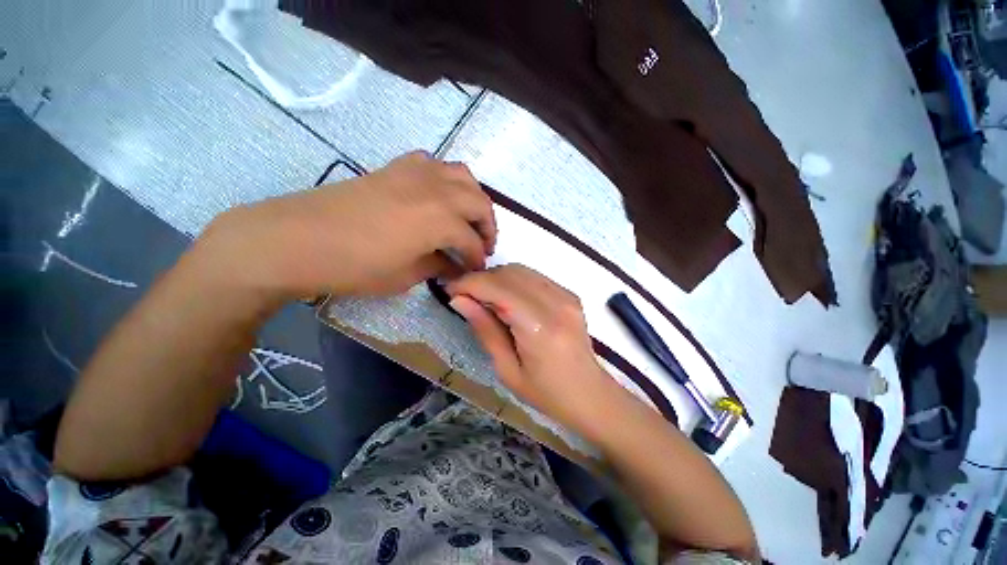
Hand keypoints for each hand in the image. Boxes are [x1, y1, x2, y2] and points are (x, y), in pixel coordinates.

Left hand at [200, 152, 496, 299]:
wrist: (297, 238)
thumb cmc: (354, 266)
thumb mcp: (405, 276)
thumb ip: (437, 266)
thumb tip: (453, 265)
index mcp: (440, 220)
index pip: (472, 241)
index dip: (477, 258)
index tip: (476, 269)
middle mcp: (437, 190)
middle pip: (478, 202)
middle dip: (488, 226)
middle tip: (483, 245)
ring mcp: (416, 173)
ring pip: (463, 176)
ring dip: (474, 198)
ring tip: (470, 217)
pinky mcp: (397, 167)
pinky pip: (435, 164)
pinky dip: (447, 179)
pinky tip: (440, 195)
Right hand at [447, 265, 622, 435]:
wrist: (590, 394)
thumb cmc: (546, 393)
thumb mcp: (507, 370)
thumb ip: (485, 329)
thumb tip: (459, 299)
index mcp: (539, 327)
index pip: (498, 288)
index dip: (469, 283)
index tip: (449, 289)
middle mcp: (555, 302)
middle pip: (509, 273)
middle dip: (481, 279)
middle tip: (464, 296)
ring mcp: (566, 295)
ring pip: (521, 270)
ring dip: (496, 278)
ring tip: (483, 298)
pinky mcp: (569, 294)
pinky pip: (534, 277)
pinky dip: (513, 281)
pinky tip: (506, 299)